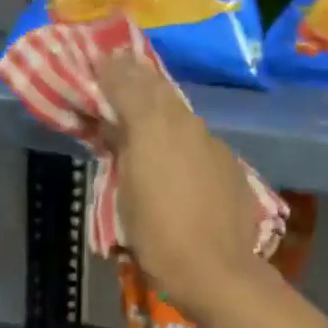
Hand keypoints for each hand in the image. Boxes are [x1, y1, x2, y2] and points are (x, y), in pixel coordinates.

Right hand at [92, 53, 263, 317]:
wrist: (215, 268)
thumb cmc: (156, 235)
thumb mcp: (123, 193)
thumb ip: (120, 150)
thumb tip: (116, 126)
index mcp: (152, 127)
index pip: (128, 83)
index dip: (111, 70)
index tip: (99, 59)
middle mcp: (184, 123)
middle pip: (157, 88)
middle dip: (135, 76)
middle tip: (119, 68)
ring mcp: (210, 141)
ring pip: (179, 111)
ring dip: (159, 104)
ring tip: (143, 108)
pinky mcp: (228, 161)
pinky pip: (197, 136)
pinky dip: (180, 133)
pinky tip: (174, 150)